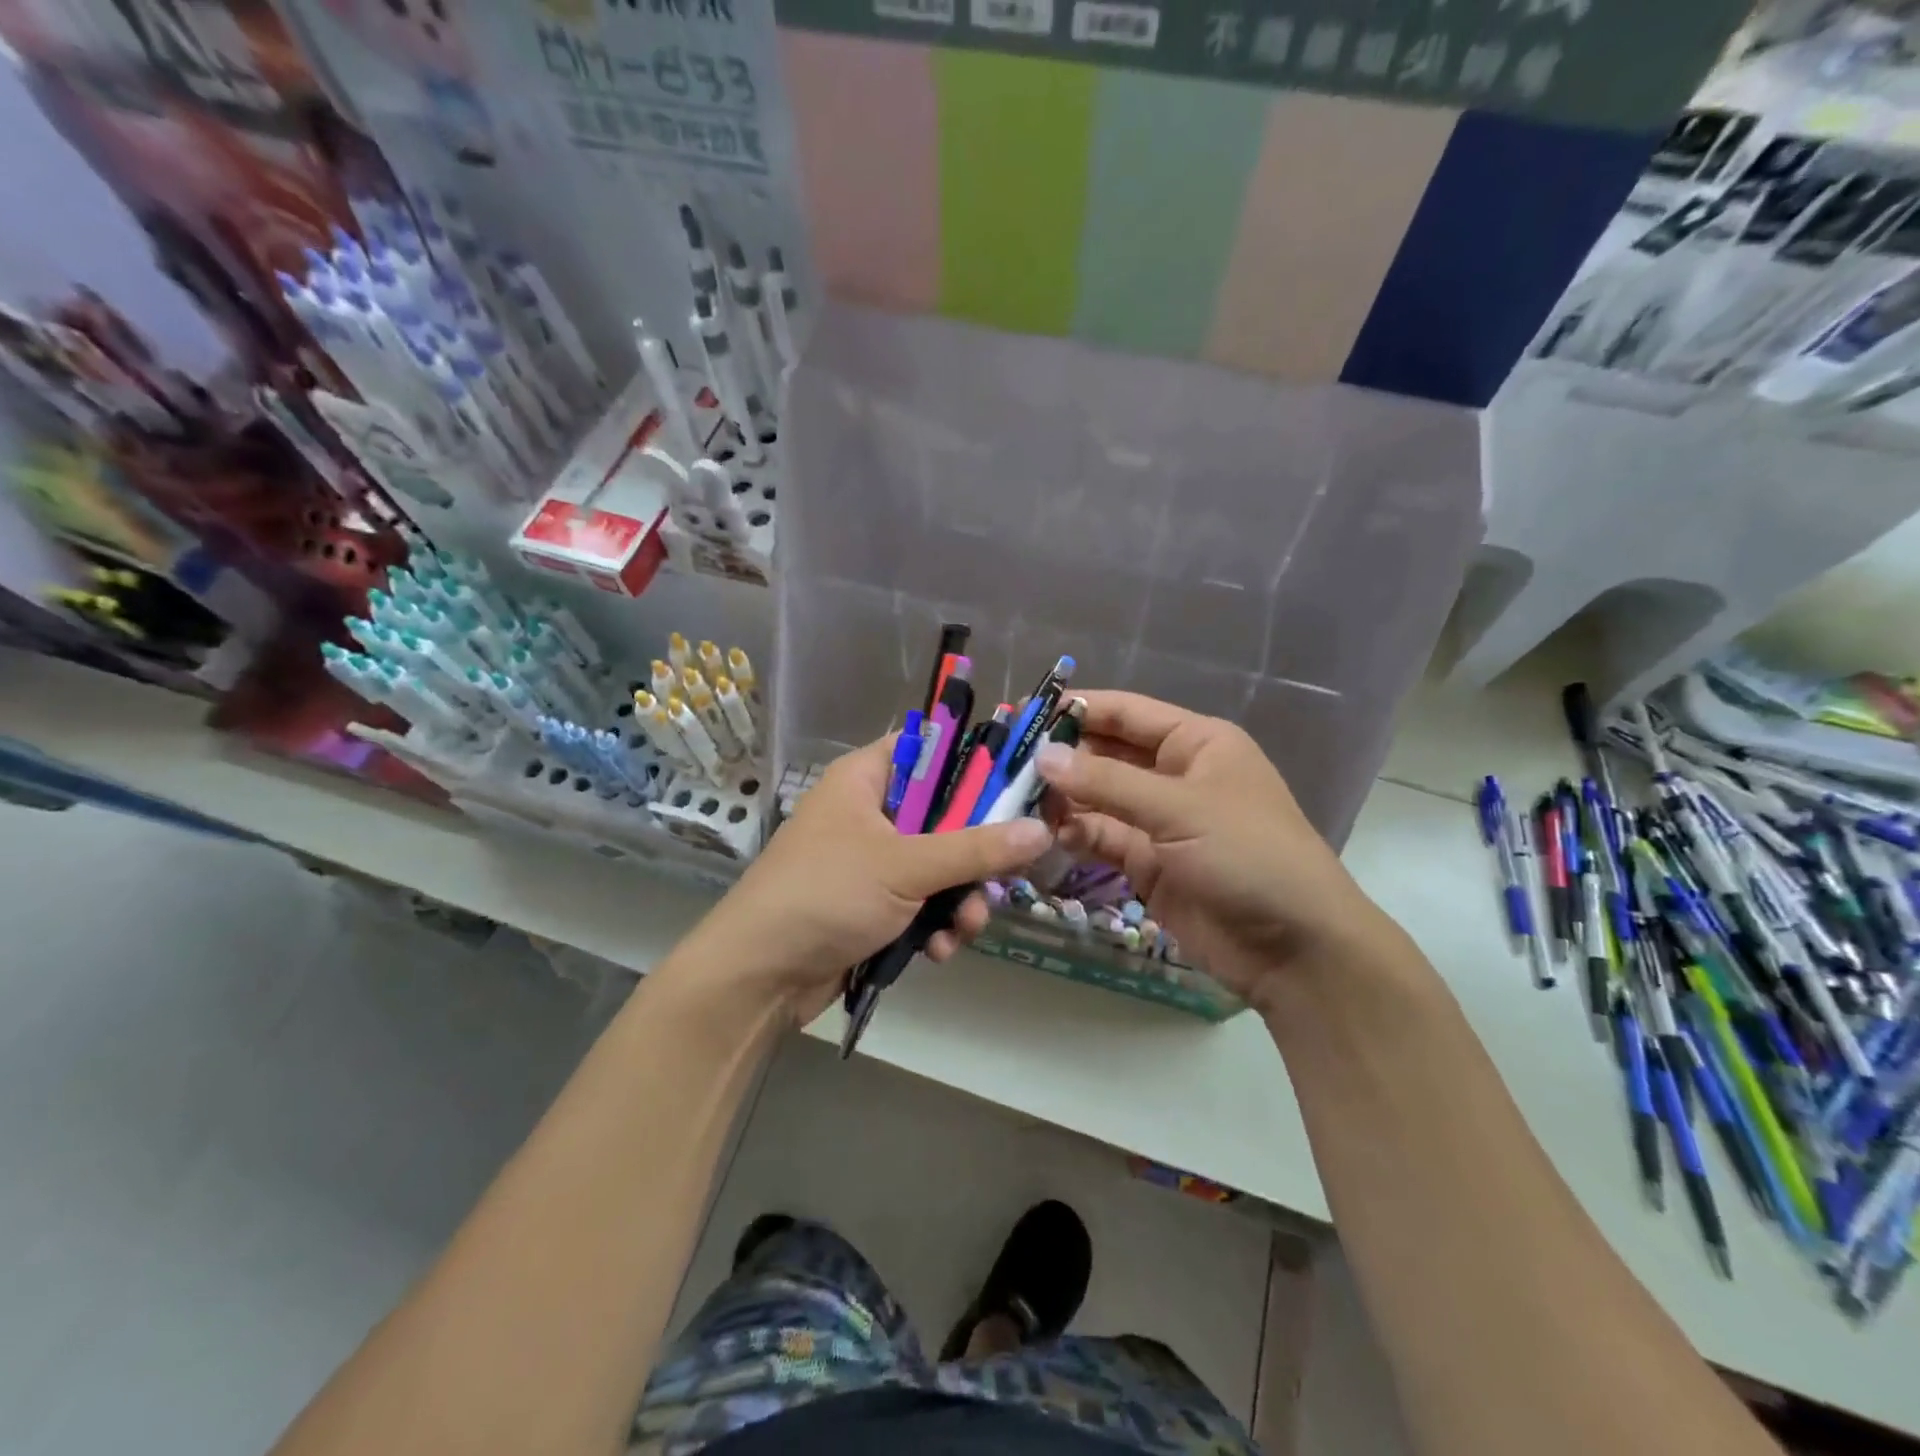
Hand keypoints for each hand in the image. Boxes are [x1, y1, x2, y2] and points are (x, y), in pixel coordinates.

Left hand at [692, 735, 1052, 1023]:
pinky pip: (922, 903)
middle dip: (975, 855)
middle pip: (946, 815)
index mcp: (867, 779)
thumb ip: (975, 848)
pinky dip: (936, 925)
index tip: (1020, 788)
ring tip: (965, 928)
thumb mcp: (905, 866)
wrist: (759, 976)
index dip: (976, 765)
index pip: (932, 750)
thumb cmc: (827, 894)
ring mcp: (872, 862)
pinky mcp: (873, 905)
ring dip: (960, 899)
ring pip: (940, 866)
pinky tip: (938, 952)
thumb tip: (1042, 830)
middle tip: (1003, 875)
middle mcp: (871, 813)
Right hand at [1034, 691, 1386, 1009]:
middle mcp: (1175, 775)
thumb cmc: (1248, 855)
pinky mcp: (1148, 863)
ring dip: (1064, 799)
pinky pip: (1102, 837)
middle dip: (1063, 758)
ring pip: (1099, 799)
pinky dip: (1076, 834)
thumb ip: (1107, 784)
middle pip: (1107, 755)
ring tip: (1019, 802)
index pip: (1126, 713)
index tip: (1026, 712)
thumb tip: (1043, 758)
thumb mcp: (1179, 809)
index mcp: (1196, 743)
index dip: (1079, 709)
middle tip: (1010, 764)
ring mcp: (1160, 821)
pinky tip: (1048, 835)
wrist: (1295, 948)